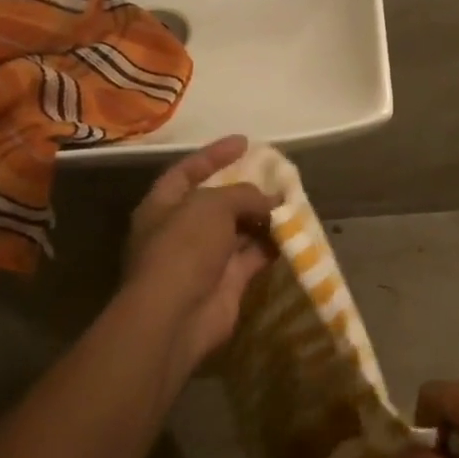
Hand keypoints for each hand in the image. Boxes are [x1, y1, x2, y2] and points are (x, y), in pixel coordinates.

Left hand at [120, 135, 277, 388]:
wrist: (177, 316)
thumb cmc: (184, 248)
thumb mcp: (213, 205)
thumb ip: (244, 194)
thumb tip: (270, 202)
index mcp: (163, 206)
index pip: (188, 171)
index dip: (214, 155)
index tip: (245, 142)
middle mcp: (182, 230)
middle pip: (217, 202)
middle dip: (246, 190)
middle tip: (277, 177)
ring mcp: (204, 258)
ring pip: (240, 229)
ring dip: (264, 218)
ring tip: (292, 202)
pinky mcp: (227, 282)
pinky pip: (254, 255)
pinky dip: (273, 245)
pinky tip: (295, 232)